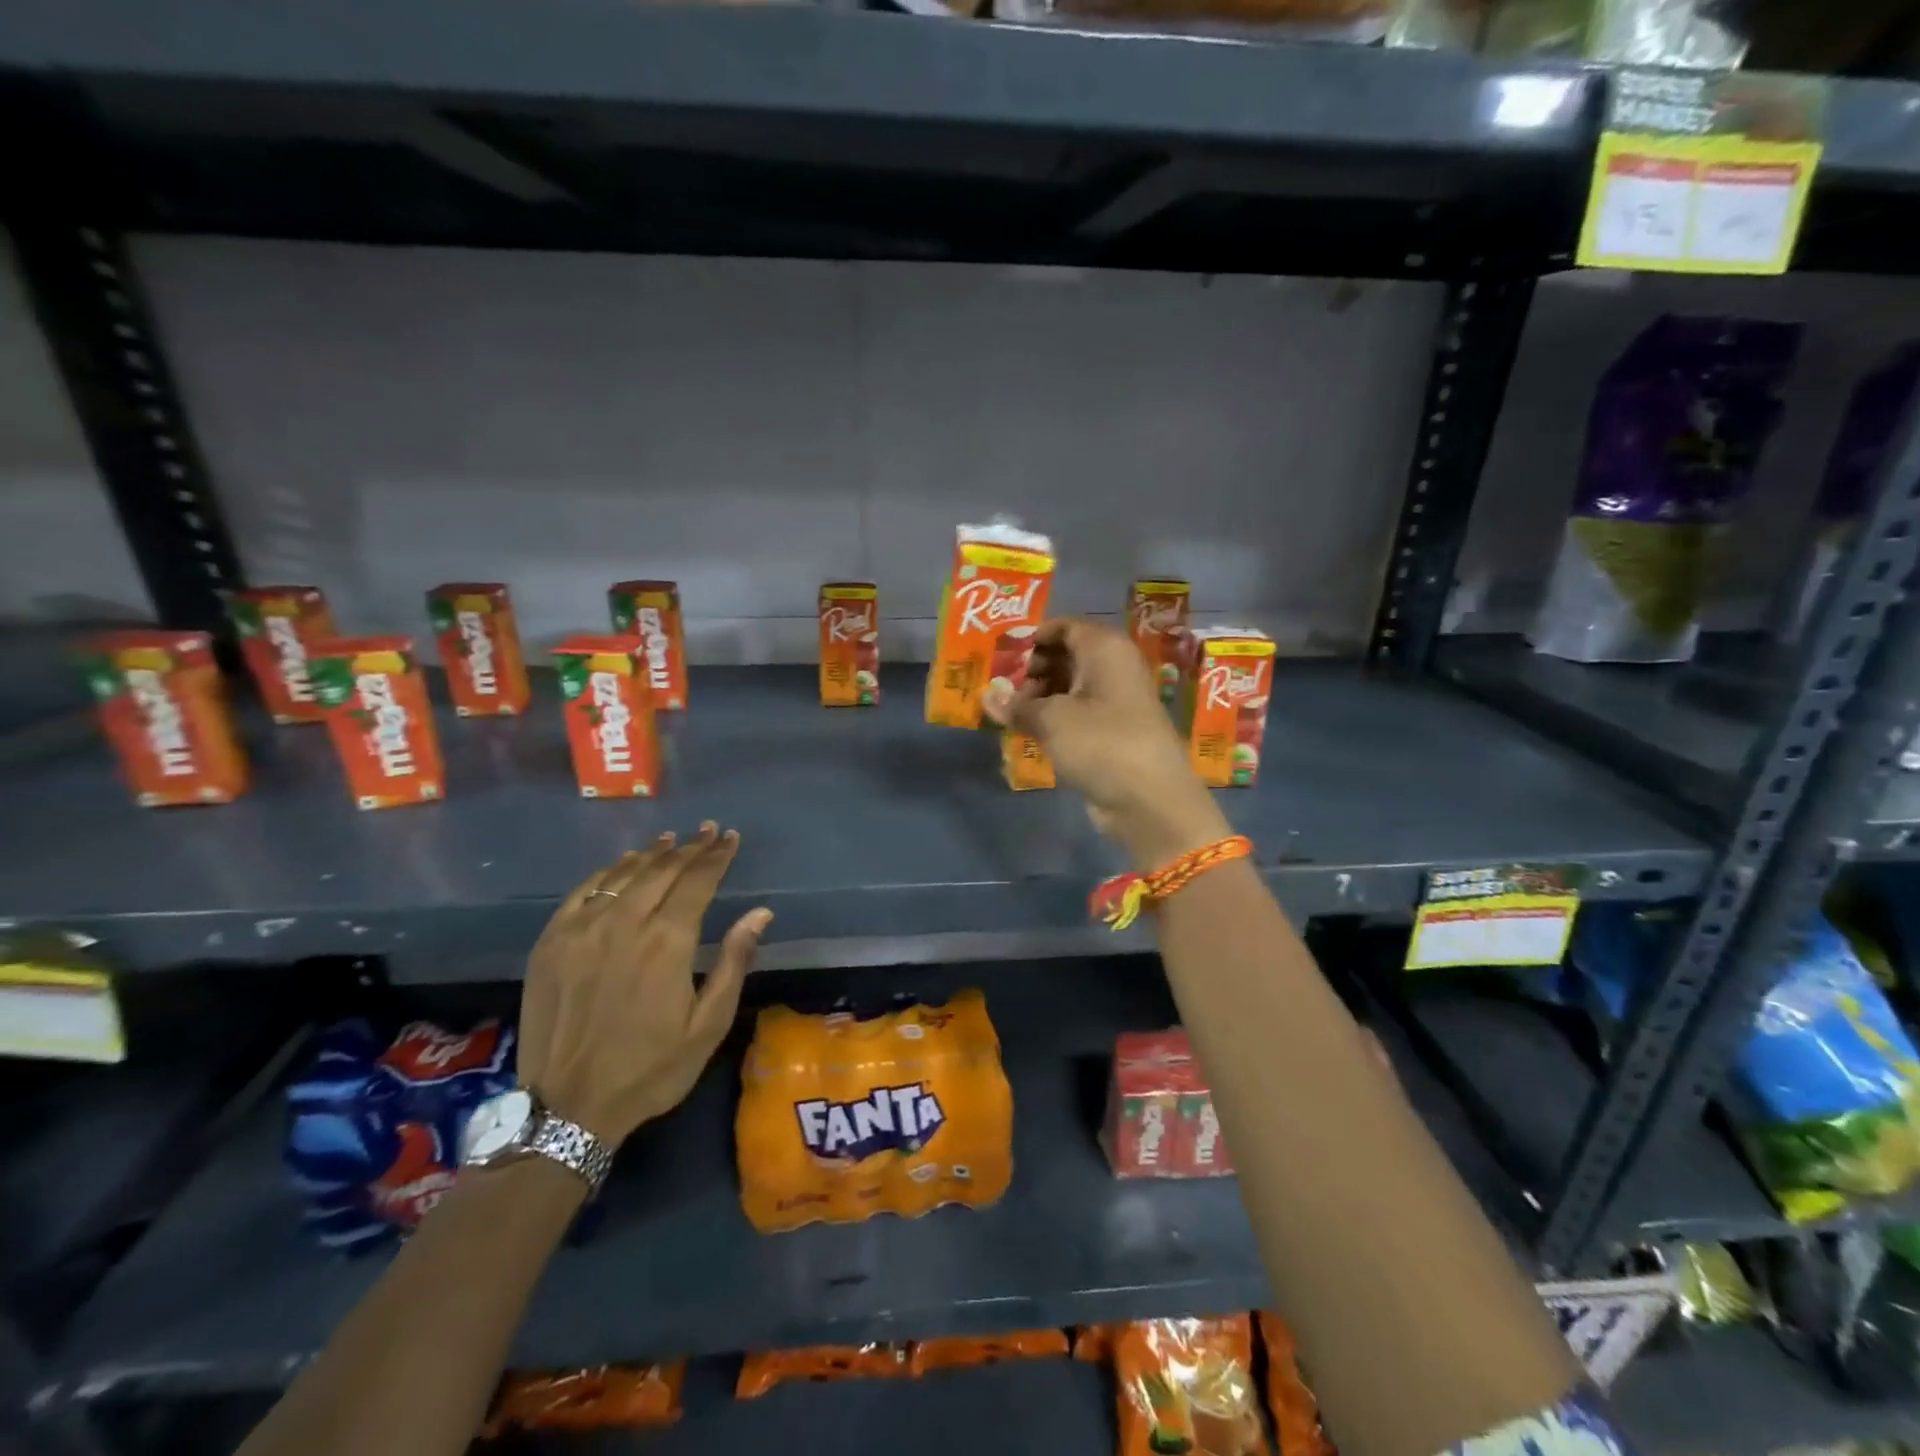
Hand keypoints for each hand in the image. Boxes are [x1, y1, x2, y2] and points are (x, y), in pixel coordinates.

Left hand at [517, 823, 771, 1146]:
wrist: (568, 1108)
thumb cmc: (650, 1069)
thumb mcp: (708, 1025)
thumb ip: (733, 962)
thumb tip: (760, 913)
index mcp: (667, 942)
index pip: (698, 881)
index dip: (716, 856)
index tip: (730, 838)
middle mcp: (625, 923)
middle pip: (662, 870)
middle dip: (690, 847)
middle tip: (708, 831)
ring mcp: (582, 929)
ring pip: (624, 875)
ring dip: (652, 854)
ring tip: (672, 840)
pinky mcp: (552, 942)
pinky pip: (584, 891)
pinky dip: (608, 873)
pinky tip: (622, 866)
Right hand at [984, 619, 1230, 869]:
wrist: (1150, 800)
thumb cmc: (1101, 743)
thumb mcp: (1051, 720)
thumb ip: (1016, 705)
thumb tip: (987, 696)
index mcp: (1105, 649)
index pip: (1064, 627)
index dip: (1031, 638)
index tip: (999, 656)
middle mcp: (1113, 668)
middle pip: (1066, 656)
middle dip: (1030, 669)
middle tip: (999, 688)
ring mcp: (1115, 702)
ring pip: (1069, 687)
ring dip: (1038, 697)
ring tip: (1007, 713)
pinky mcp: (1112, 733)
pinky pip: (1077, 714)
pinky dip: (1053, 719)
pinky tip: (1027, 731)